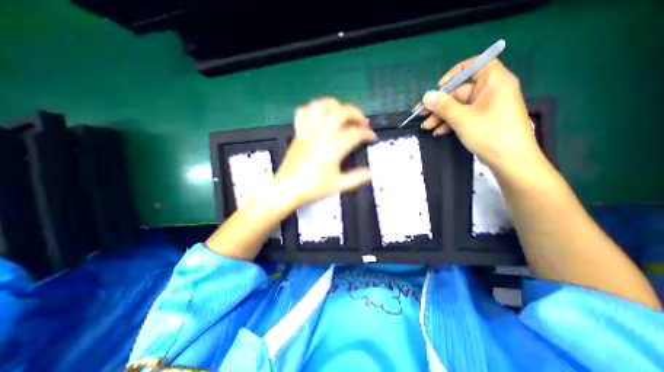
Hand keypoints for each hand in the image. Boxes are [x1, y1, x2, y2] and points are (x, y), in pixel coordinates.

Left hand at [275, 97, 378, 206]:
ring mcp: (308, 131)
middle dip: (356, 114)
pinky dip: (313, 109)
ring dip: (335, 105)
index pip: (355, 133)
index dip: (367, 134)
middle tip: (362, 122)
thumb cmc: (312, 187)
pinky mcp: (298, 132)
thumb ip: (357, 178)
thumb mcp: (338, 185)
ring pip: (321, 106)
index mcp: (333, 148)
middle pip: (341, 112)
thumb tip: (371, 173)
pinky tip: (320, 116)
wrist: (288, 188)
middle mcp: (321, 135)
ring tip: (342, 112)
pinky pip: (303, 112)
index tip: (371, 138)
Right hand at [423, 58, 541, 174]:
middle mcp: (491, 91)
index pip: (474, 66)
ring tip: (427, 127)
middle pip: (460, 91)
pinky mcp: (482, 120)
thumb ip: (443, 106)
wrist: (510, 160)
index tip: (438, 89)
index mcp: (494, 81)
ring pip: (459, 106)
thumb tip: (426, 96)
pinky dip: (450, 122)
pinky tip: (438, 131)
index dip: (453, 75)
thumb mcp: (462, 118)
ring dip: (441, 116)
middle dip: (440, 104)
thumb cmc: (490, 134)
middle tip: (422, 115)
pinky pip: (463, 116)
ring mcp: (486, 106)